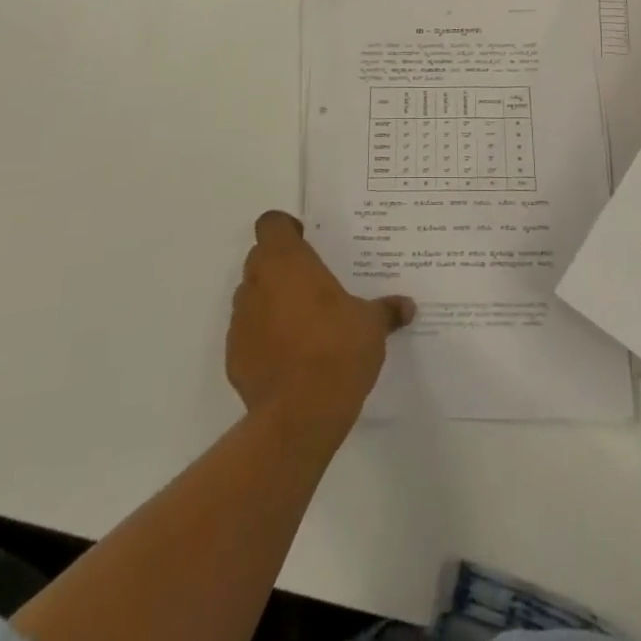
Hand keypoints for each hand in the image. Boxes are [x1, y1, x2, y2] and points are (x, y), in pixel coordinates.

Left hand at [227, 211, 413, 438]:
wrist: (299, 416)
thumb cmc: (337, 350)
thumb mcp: (371, 325)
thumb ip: (385, 310)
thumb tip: (407, 306)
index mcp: (286, 261)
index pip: (271, 223)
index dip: (286, 229)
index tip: (308, 242)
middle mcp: (256, 282)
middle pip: (261, 258)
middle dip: (283, 266)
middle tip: (313, 283)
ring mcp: (240, 321)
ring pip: (253, 296)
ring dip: (272, 302)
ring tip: (304, 324)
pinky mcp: (233, 357)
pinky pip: (249, 335)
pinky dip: (264, 338)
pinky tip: (291, 358)